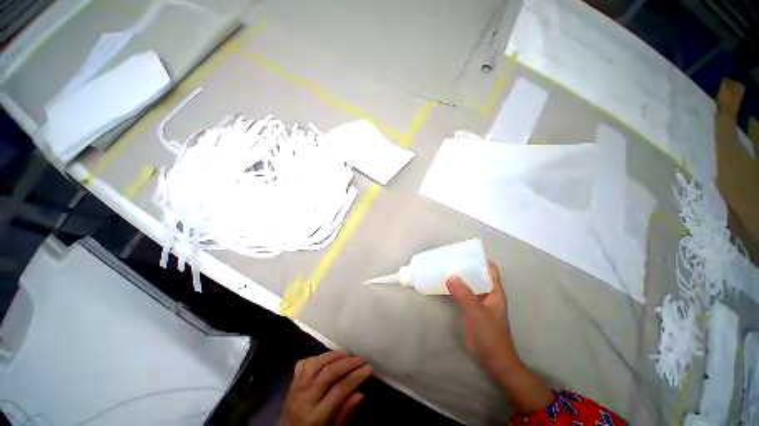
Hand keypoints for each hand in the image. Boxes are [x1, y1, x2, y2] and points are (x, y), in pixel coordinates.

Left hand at [281, 350, 372, 425]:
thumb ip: (345, 413)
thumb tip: (361, 393)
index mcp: (314, 417)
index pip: (339, 390)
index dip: (356, 377)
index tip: (369, 368)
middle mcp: (303, 399)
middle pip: (328, 373)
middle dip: (348, 363)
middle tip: (362, 358)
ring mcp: (295, 389)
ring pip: (316, 364)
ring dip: (333, 356)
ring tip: (347, 353)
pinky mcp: (291, 383)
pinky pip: (304, 364)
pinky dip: (317, 357)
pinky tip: (328, 357)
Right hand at [447, 262, 553, 413]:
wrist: (493, 360)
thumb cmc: (491, 336)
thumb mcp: (478, 314)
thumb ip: (465, 295)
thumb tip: (450, 277)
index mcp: (494, 291)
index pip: (490, 269)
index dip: (481, 259)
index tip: (465, 252)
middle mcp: (487, 293)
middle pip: (477, 275)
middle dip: (466, 266)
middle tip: (449, 258)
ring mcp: (478, 302)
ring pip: (468, 284)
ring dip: (459, 277)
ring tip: (444, 267)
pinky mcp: (470, 309)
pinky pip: (462, 294)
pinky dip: (455, 288)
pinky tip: (444, 284)